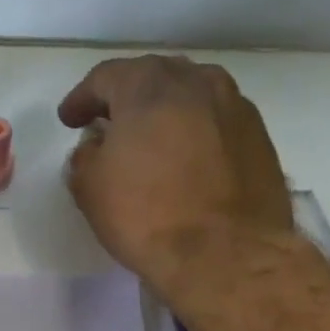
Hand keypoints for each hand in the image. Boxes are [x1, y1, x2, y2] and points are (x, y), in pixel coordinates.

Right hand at [59, 55, 297, 297]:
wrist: (228, 254)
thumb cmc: (147, 216)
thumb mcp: (90, 188)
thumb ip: (85, 156)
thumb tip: (97, 147)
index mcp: (149, 86)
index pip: (106, 77)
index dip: (82, 98)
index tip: (70, 120)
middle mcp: (197, 83)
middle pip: (153, 76)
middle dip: (126, 96)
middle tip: (108, 122)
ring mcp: (235, 107)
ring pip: (191, 94)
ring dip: (166, 109)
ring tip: (151, 137)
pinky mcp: (259, 137)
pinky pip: (216, 121)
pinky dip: (195, 131)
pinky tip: (186, 158)